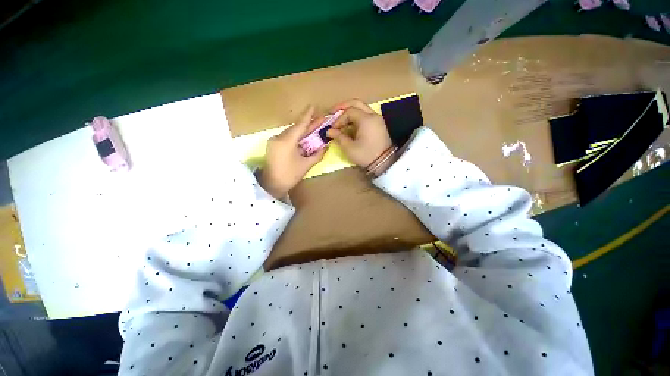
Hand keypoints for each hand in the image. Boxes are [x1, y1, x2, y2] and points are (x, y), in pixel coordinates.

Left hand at [258, 106, 326, 198]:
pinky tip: (303, 138)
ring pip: (291, 132)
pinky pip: (286, 137)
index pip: (300, 125)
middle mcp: (279, 137)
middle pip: (296, 128)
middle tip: (320, 119)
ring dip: (302, 131)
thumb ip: (317, 154)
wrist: (272, 185)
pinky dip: (296, 137)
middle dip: (308, 124)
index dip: (308, 115)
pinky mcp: (273, 145)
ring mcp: (274, 141)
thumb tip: (326, 146)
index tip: (313, 106)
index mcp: (287, 141)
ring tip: (314, 129)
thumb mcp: (306, 165)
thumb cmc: (290, 175)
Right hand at [327, 100, 392, 169]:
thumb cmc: (366, 155)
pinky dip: (357, 116)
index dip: (339, 119)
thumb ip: (339, 137)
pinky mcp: (379, 125)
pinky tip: (350, 124)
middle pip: (356, 103)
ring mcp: (378, 119)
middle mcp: (373, 115)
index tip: (333, 129)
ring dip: (350, 111)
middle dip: (343, 106)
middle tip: (333, 112)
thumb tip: (329, 131)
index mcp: (366, 120)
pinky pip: (367, 115)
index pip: (349, 111)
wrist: (384, 163)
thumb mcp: (349, 148)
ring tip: (341, 119)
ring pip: (362, 108)